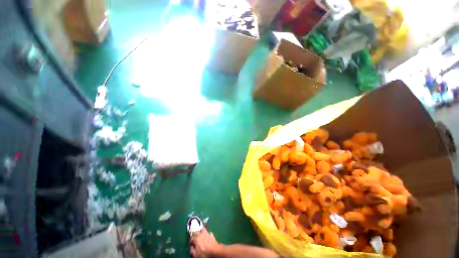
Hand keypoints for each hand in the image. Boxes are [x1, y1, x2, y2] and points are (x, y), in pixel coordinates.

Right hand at [190, 228, 222, 257]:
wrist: (215, 252)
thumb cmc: (204, 253)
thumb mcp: (195, 254)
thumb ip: (192, 250)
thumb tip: (191, 247)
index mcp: (196, 239)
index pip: (192, 237)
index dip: (191, 241)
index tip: (191, 244)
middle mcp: (201, 234)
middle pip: (197, 232)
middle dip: (196, 234)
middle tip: (195, 237)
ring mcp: (207, 234)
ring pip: (203, 230)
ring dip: (202, 231)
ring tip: (201, 234)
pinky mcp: (212, 236)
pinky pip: (209, 233)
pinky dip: (208, 234)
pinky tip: (208, 237)